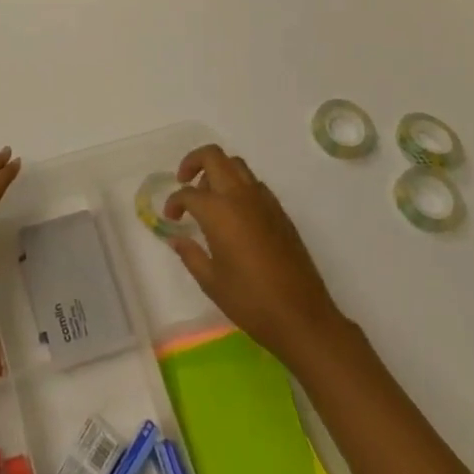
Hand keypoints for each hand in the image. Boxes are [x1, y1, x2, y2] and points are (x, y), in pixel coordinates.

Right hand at [165, 143, 347, 365]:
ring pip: (236, 165)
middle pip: (213, 157)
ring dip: (218, 171)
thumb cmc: (250, 301)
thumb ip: (190, 254)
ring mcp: (264, 200)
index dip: (174, 202)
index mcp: (218, 211)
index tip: (171, 218)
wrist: (302, 317)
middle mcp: (240, 196)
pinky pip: (254, 184)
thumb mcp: (211, 281)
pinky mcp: (280, 211)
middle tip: (184, 181)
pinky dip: (239, 185)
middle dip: (193, 162)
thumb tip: (176, 238)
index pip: (188, 193)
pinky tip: (235, 214)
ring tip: (210, 197)